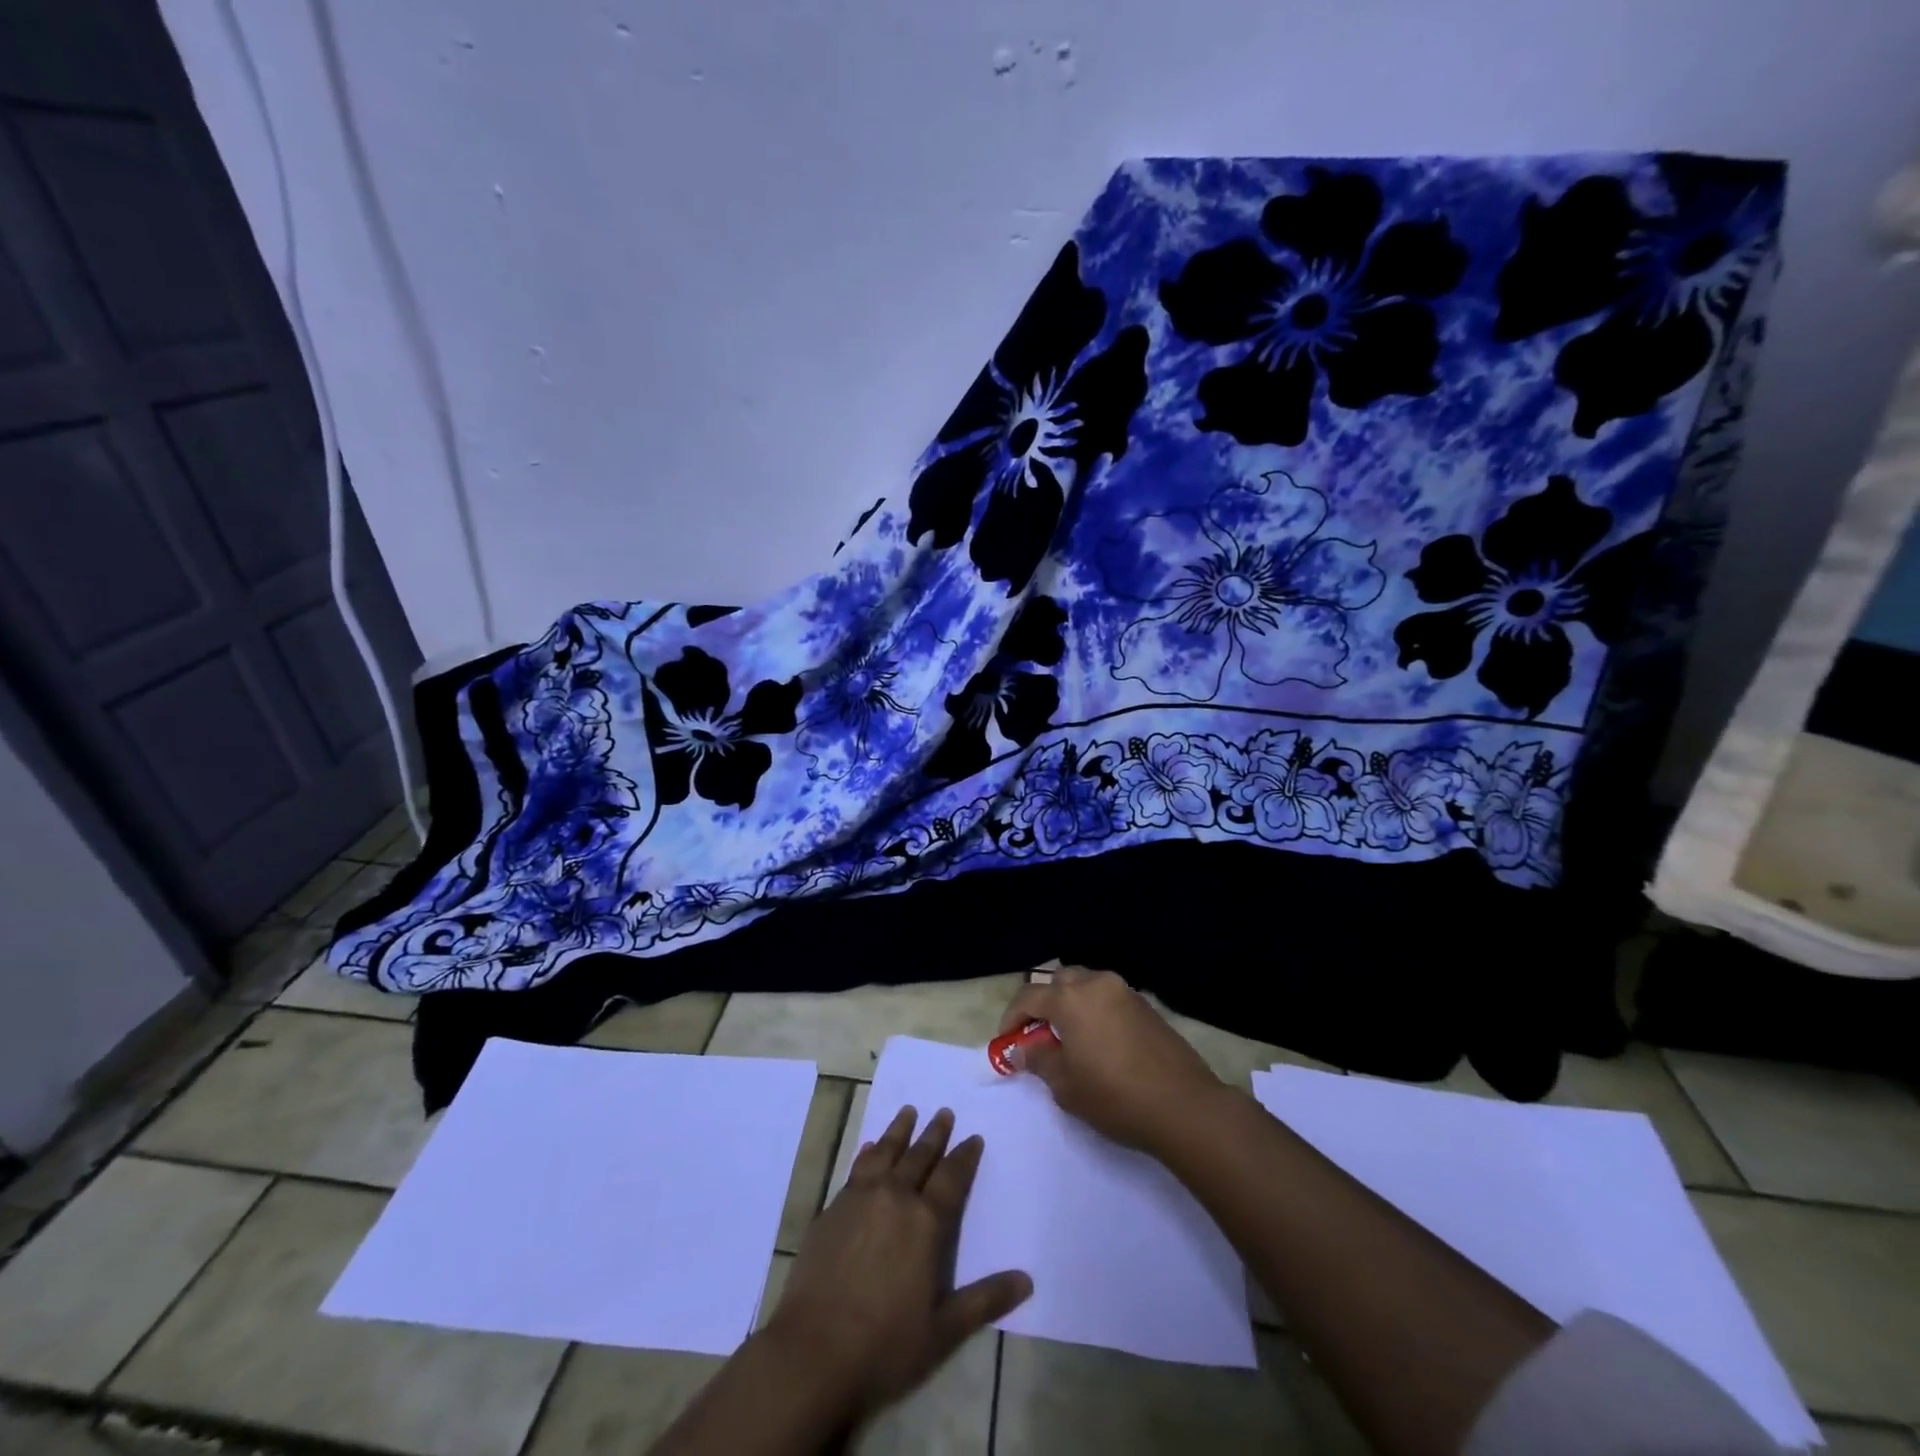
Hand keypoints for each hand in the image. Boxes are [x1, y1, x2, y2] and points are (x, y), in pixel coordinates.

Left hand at [765, 1105, 1031, 1423]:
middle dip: (934, 1133)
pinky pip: (856, 1168)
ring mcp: (860, 1199)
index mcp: (926, 1222)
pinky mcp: (832, 1209)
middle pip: (919, 1156)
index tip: (973, 1137)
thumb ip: (985, 1300)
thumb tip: (1027, 1280)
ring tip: (908, 1112)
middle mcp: (895, 1197)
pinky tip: (869, 1147)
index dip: (964, 1156)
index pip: (952, 1177)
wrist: (813, 1351)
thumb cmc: (885, 1344)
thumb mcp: (944, 1330)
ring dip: (899, 1131)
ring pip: (885, 1152)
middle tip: (944, 1112)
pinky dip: (867, 1153)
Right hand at [999, 966, 1225, 1153]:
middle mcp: (1096, 983)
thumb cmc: (1115, 1096)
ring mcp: (1125, 991)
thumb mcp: (1066, 1085)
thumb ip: (1038, 1060)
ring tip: (1069, 1038)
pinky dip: (1095, 1010)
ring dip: (1071, 1004)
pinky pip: (1109, 998)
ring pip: (1086, 985)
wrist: (1184, 1105)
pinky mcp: (1146, 1006)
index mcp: (1070, 998)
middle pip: (1059, 981)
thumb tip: (1021, 1049)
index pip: (1029, 997)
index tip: (1006, 1041)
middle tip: (1038, 1035)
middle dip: (1044, 1003)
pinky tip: (1099, 1042)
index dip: (1012, 1018)